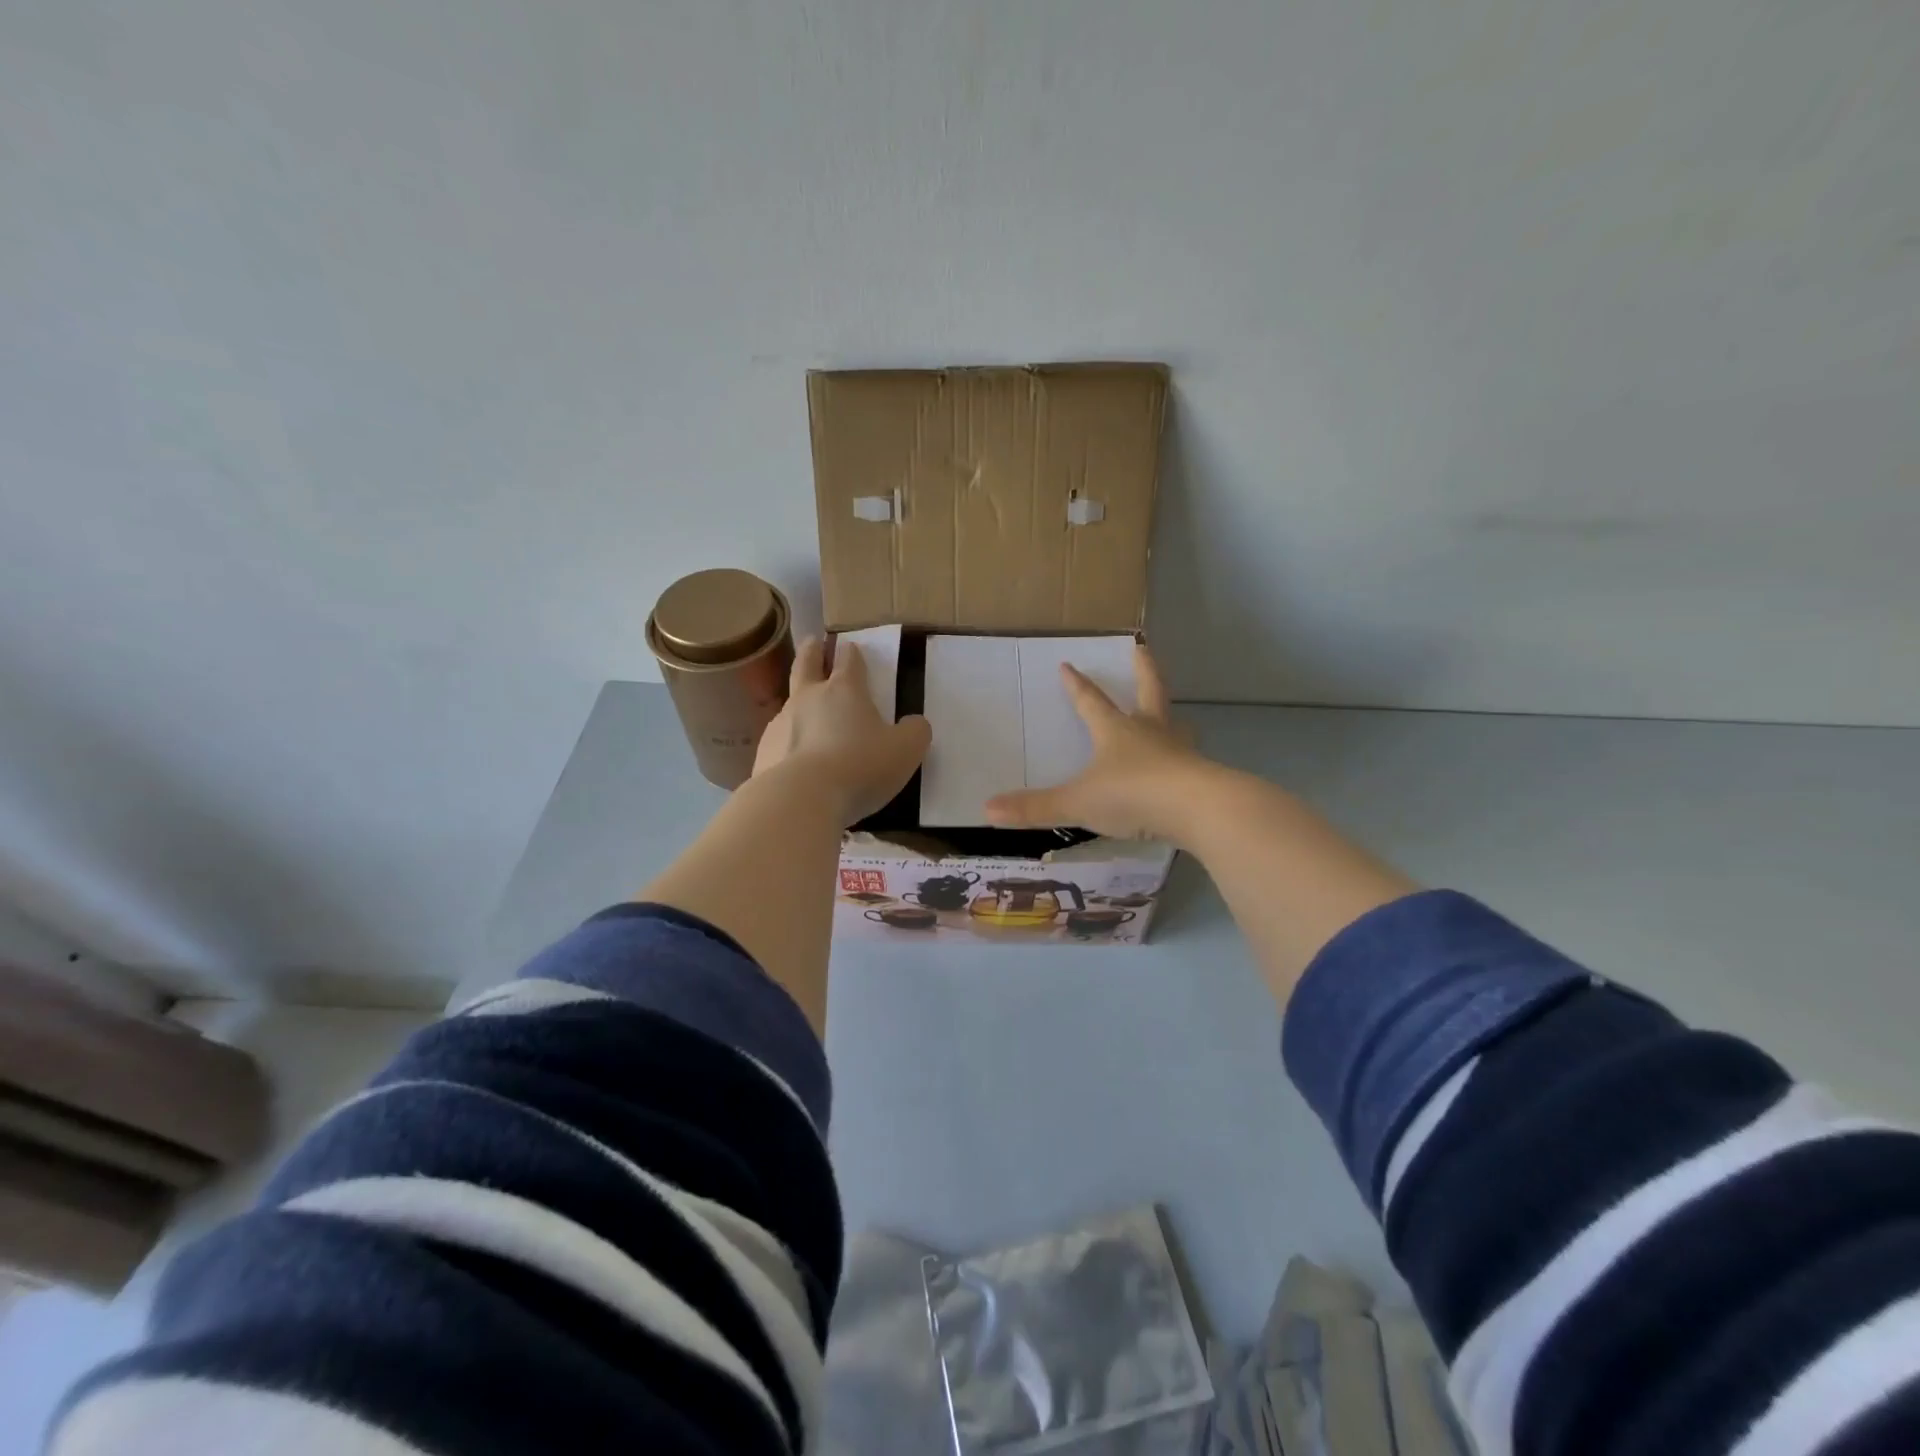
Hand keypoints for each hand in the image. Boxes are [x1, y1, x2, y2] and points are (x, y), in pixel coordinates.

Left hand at [753, 637, 931, 824]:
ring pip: (789, 704)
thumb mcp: (905, 750)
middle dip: (812, 651)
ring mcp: (780, 724)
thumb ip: (915, 732)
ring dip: (798, 703)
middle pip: (806, 664)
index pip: (848, 661)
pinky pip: (779, 741)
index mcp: (844, 691)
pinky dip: (788, 744)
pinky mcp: (763, 753)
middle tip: (813, 642)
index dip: (851, 652)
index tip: (850, 646)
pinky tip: (795, 760)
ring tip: (805, 715)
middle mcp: (808, 698)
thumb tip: (915, 724)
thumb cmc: (860, 766)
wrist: (801, 799)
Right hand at [984, 644, 1211, 840]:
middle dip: (1143, 671)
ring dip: (1171, 716)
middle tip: (1142, 649)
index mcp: (1117, 731)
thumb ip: (1036, 808)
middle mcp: (1150, 732)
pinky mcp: (1200, 775)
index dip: (1078, 686)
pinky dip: (1185, 758)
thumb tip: (987, 810)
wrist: (1197, 809)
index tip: (1068, 664)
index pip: (1091, 702)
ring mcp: (1179, 752)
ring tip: (1175, 716)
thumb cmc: (1133, 795)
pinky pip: (1189, 760)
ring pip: (1176, 725)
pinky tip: (1185, 768)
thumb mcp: (1078, 802)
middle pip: (1148, 692)